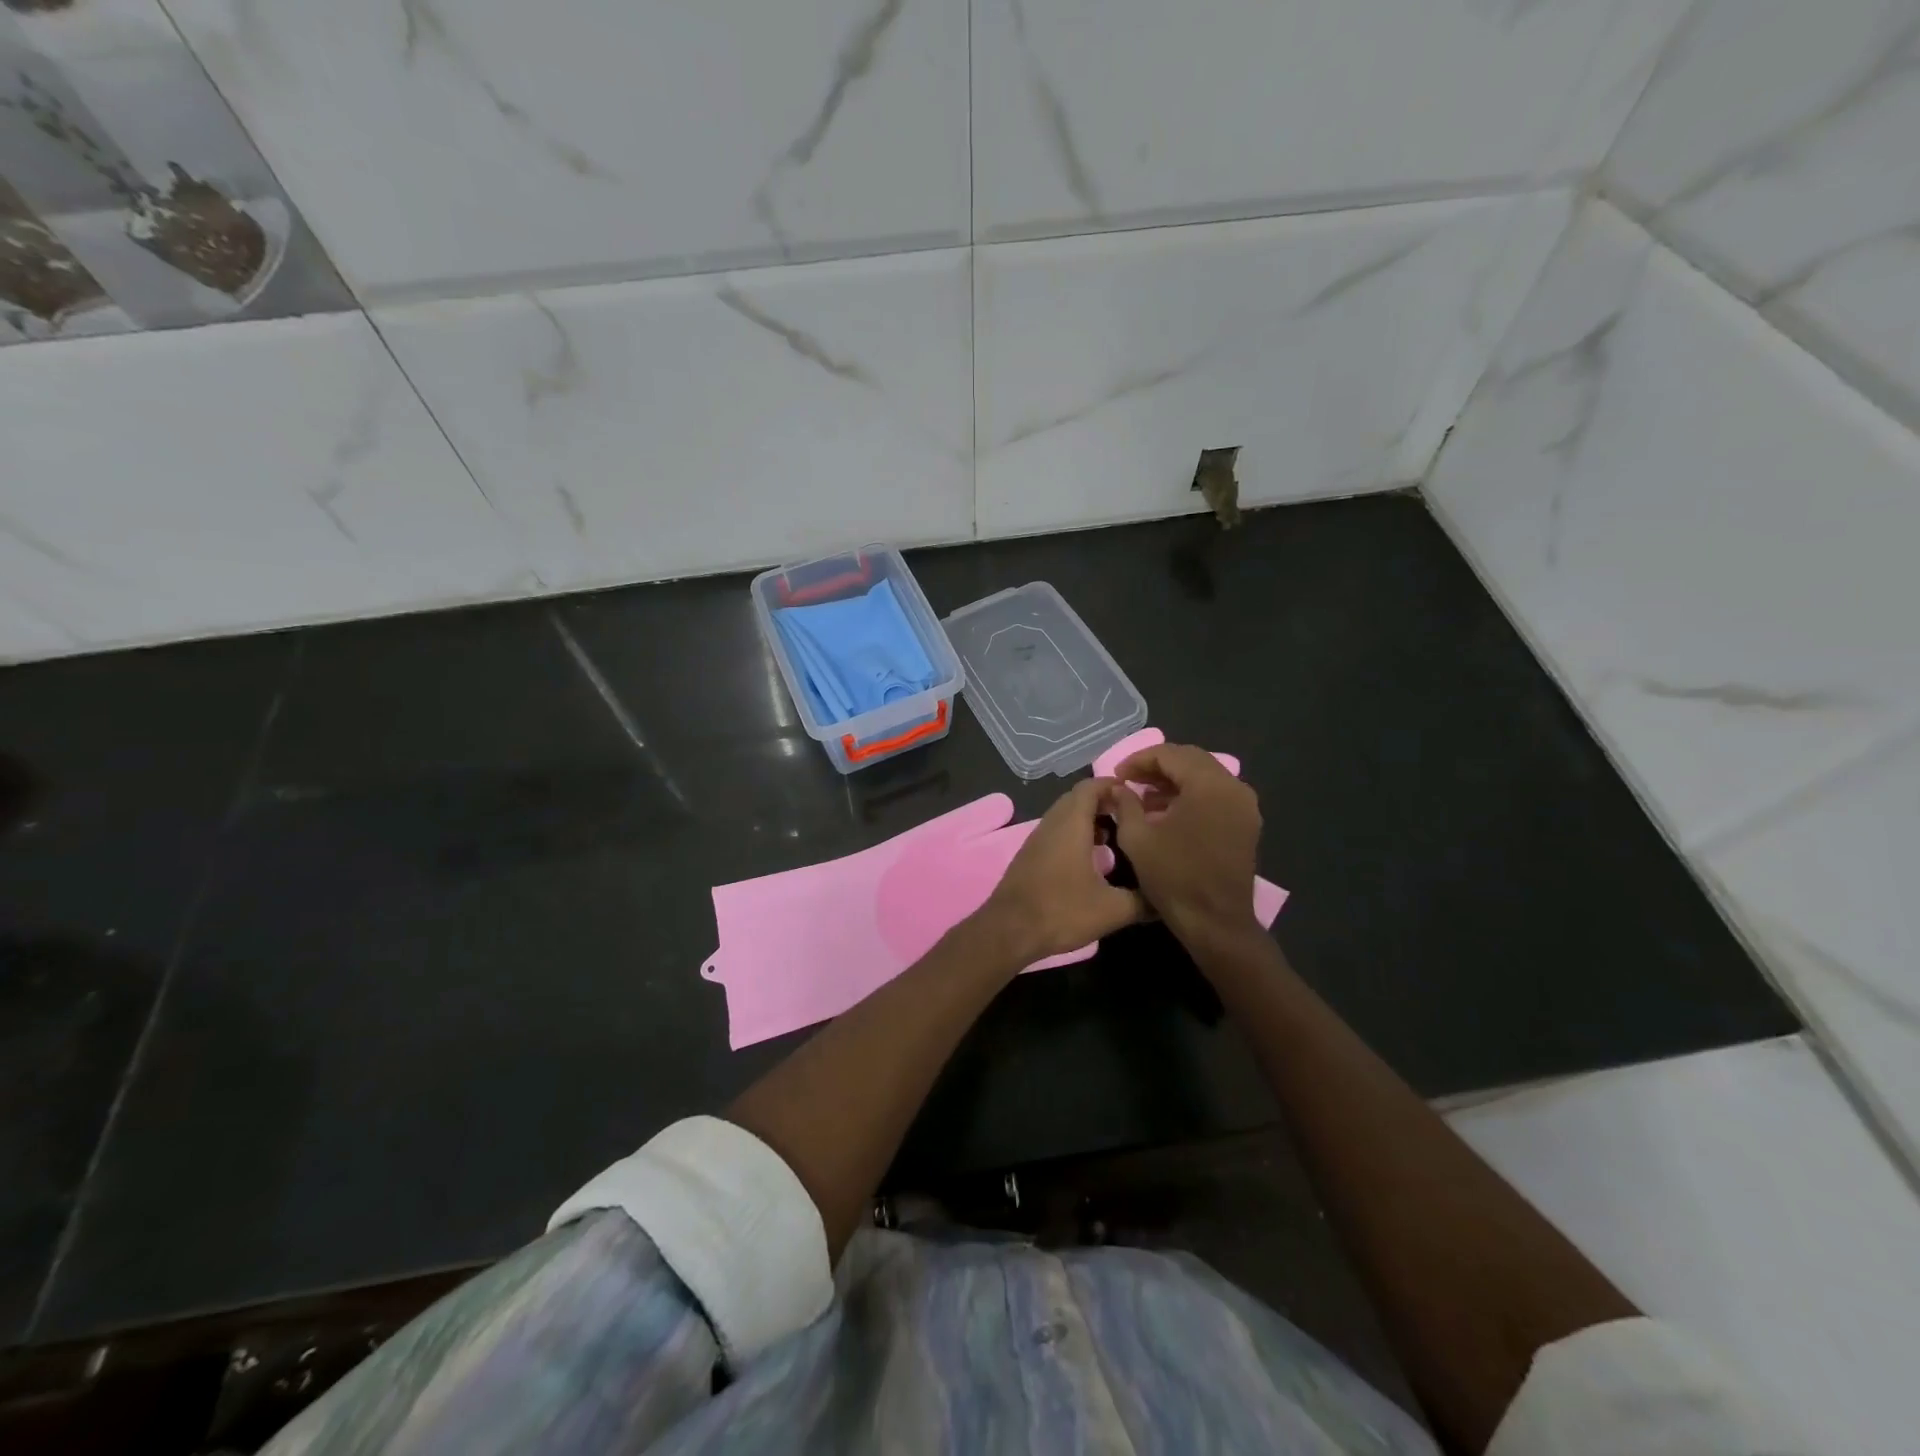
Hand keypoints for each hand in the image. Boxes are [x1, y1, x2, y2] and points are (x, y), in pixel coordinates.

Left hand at [978, 779, 1145, 962]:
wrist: (1009, 930)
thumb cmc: (1061, 911)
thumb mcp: (1112, 910)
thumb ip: (1143, 901)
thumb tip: (1165, 899)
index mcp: (1071, 824)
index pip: (1090, 787)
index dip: (1113, 785)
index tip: (1136, 796)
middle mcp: (1051, 823)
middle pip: (1077, 798)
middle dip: (1103, 801)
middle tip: (1129, 816)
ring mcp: (1036, 839)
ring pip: (1064, 816)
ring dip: (1087, 819)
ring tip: (1113, 836)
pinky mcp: (1029, 855)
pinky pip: (1055, 832)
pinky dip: (1074, 834)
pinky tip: (1089, 859)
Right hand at [1105, 742, 1262, 945]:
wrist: (1215, 922)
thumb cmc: (1174, 877)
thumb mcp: (1137, 838)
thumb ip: (1125, 804)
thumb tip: (1119, 788)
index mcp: (1209, 785)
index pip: (1170, 754)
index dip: (1138, 760)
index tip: (1117, 776)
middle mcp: (1233, 787)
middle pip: (1191, 760)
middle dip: (1157, 766)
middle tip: (1129, 781)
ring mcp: (1244, 806)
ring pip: (1205, 776)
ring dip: (1174, 780)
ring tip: (1144, 797)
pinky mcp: (1246, 823)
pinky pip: (1216, 795)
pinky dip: (1191, 795)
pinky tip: (1167, 812)